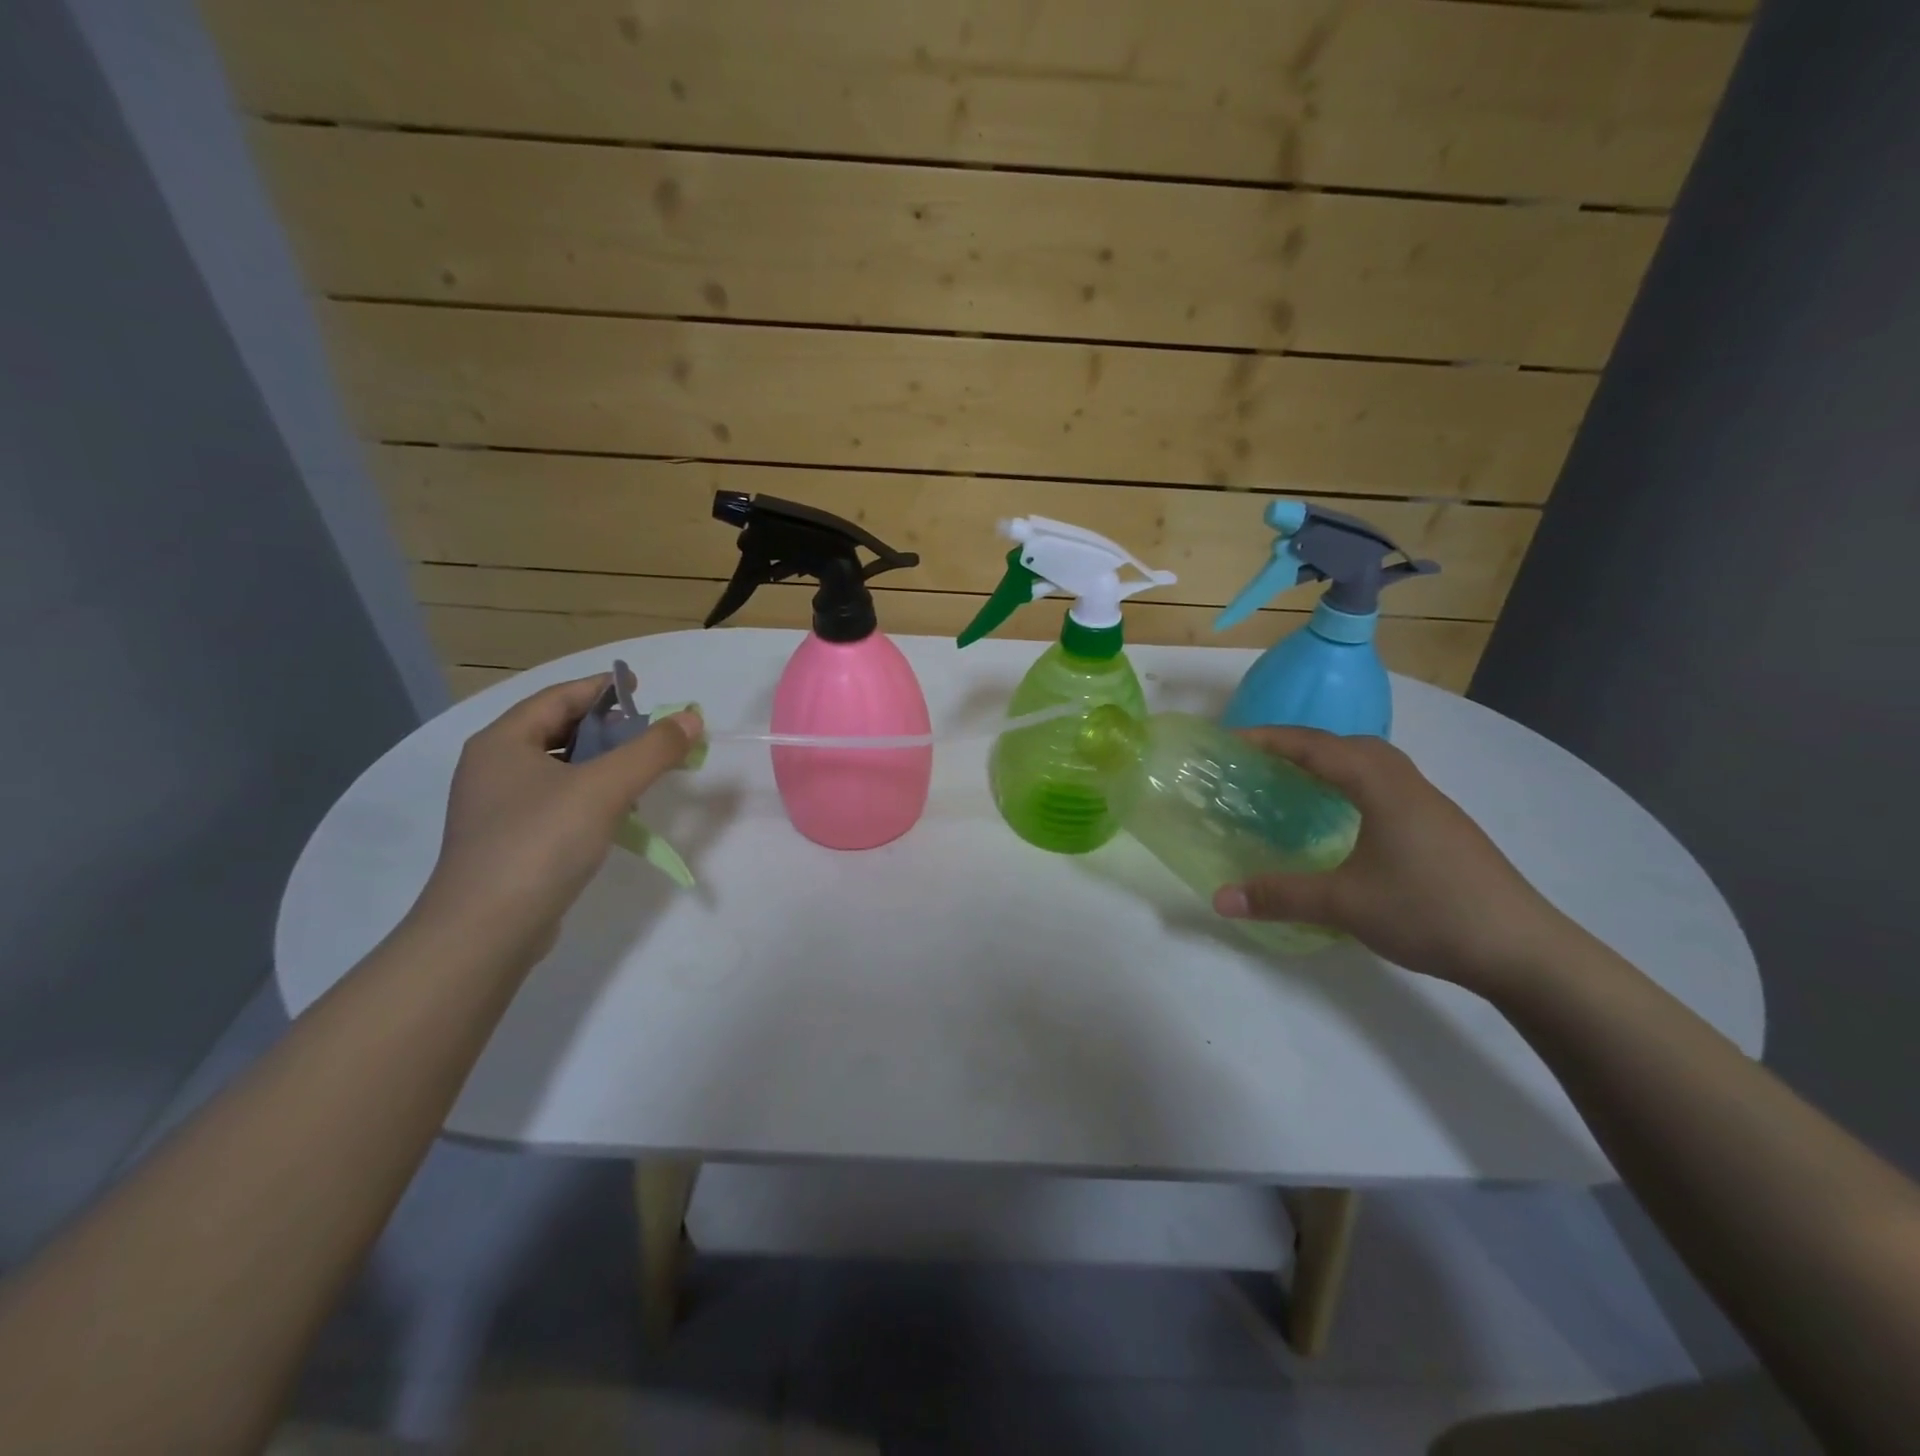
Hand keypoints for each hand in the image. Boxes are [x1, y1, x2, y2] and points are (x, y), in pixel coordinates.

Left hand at [411, 675, 701, 960]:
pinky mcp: (510, 841)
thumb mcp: (605, 788)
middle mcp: (494, 767)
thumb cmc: (541, 843)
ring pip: (559, 768)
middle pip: (558, 730)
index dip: (602, 688)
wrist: (486, 930)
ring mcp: (498, 807)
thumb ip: (652, 750)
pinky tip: (618, 814)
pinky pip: (557, 801)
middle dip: (608, 728)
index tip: (642, 688)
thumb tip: (691, 717)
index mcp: (503, 742)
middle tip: (650, 733)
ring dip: (602, 764)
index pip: (559, 697)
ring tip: (641, 773)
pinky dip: (590, 796)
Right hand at [1212, 728, 1572, 991]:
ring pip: (1374, 764)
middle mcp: (1408, 784)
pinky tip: (1346, 818)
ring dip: (1332, 762)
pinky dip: (1355, 784)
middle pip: (1348, 744)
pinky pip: (1387, 786)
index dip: (1271, 739)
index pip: (1317, 747)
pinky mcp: (1443, 829)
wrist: (1525, 950)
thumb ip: (1280, 896)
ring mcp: (1431, 806)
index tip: (1232, 742)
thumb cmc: (1430, 911)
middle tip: (1262, 760)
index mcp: (1381, 787)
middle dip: (1301, 744)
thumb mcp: (1345, 904)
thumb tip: (1219, 898)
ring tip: (1298, 781)